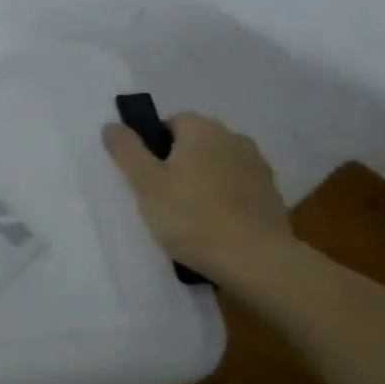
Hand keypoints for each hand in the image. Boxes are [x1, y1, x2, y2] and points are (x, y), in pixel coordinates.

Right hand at [102, 113, 290, 278]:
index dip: (153, 147)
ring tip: (191, 216)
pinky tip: (216, 226)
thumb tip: (112, 125)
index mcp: (202, 129)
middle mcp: (234, 138)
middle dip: (179, 163)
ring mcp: (258, 166)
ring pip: (218, 165)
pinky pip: (238, 188)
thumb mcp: (145, 183)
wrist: (256, 260)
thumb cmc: (192, 217)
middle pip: (196, 143)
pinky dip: (225, 199)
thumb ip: (126, 150)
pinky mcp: (272, 194)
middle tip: (163, 197)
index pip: (170, 122)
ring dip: (204, 181)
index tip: (146, 176)